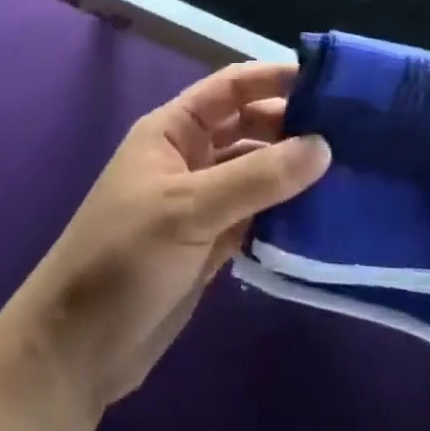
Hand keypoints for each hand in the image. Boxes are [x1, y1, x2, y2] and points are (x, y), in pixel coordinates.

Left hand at [0, 61, 330, 416]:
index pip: (231, 88)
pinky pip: (257, 215)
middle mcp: (190, 156)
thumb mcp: (188, 209)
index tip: (329, 83)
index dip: (275, 79)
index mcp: (173, 129)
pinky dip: (285, 215)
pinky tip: (323, 218)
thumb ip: (256, 178)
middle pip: (249, 128)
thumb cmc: (123, 258)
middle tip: (352, 134)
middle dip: (292, 126)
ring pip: (256, 173)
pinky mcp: (212, 243)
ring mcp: (202, 201)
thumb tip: (322, 144)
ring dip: (293, 173)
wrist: (77, 351)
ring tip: (349, 174)